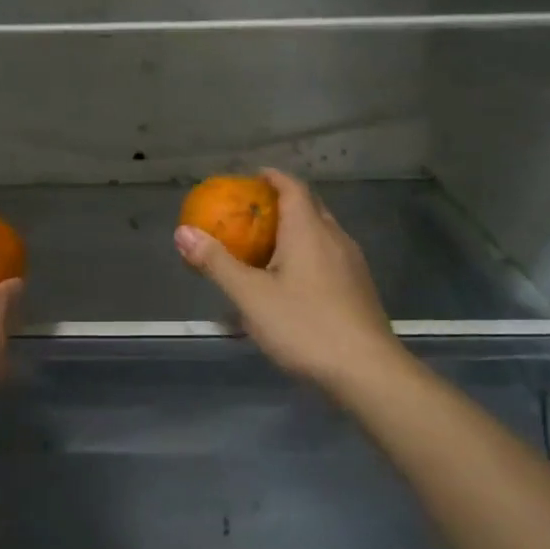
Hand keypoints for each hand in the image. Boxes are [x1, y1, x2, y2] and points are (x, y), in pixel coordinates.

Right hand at [174, 168, 405, 396]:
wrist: (366, 371)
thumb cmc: (304, 326)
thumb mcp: (250, 296)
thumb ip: (216, 262)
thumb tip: (183, 232)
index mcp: (309, 231)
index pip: (293, 187)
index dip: (272, 178)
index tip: (252, 178)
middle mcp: (335, 238)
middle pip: (309, 207)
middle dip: (282, 204)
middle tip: (252, 214)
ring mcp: (352, 264)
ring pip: (321, 234)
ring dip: (295, 232)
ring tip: (267, 248)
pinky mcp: (359, 289)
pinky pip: (329, 258)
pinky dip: (307, 256)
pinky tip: (292, 284)